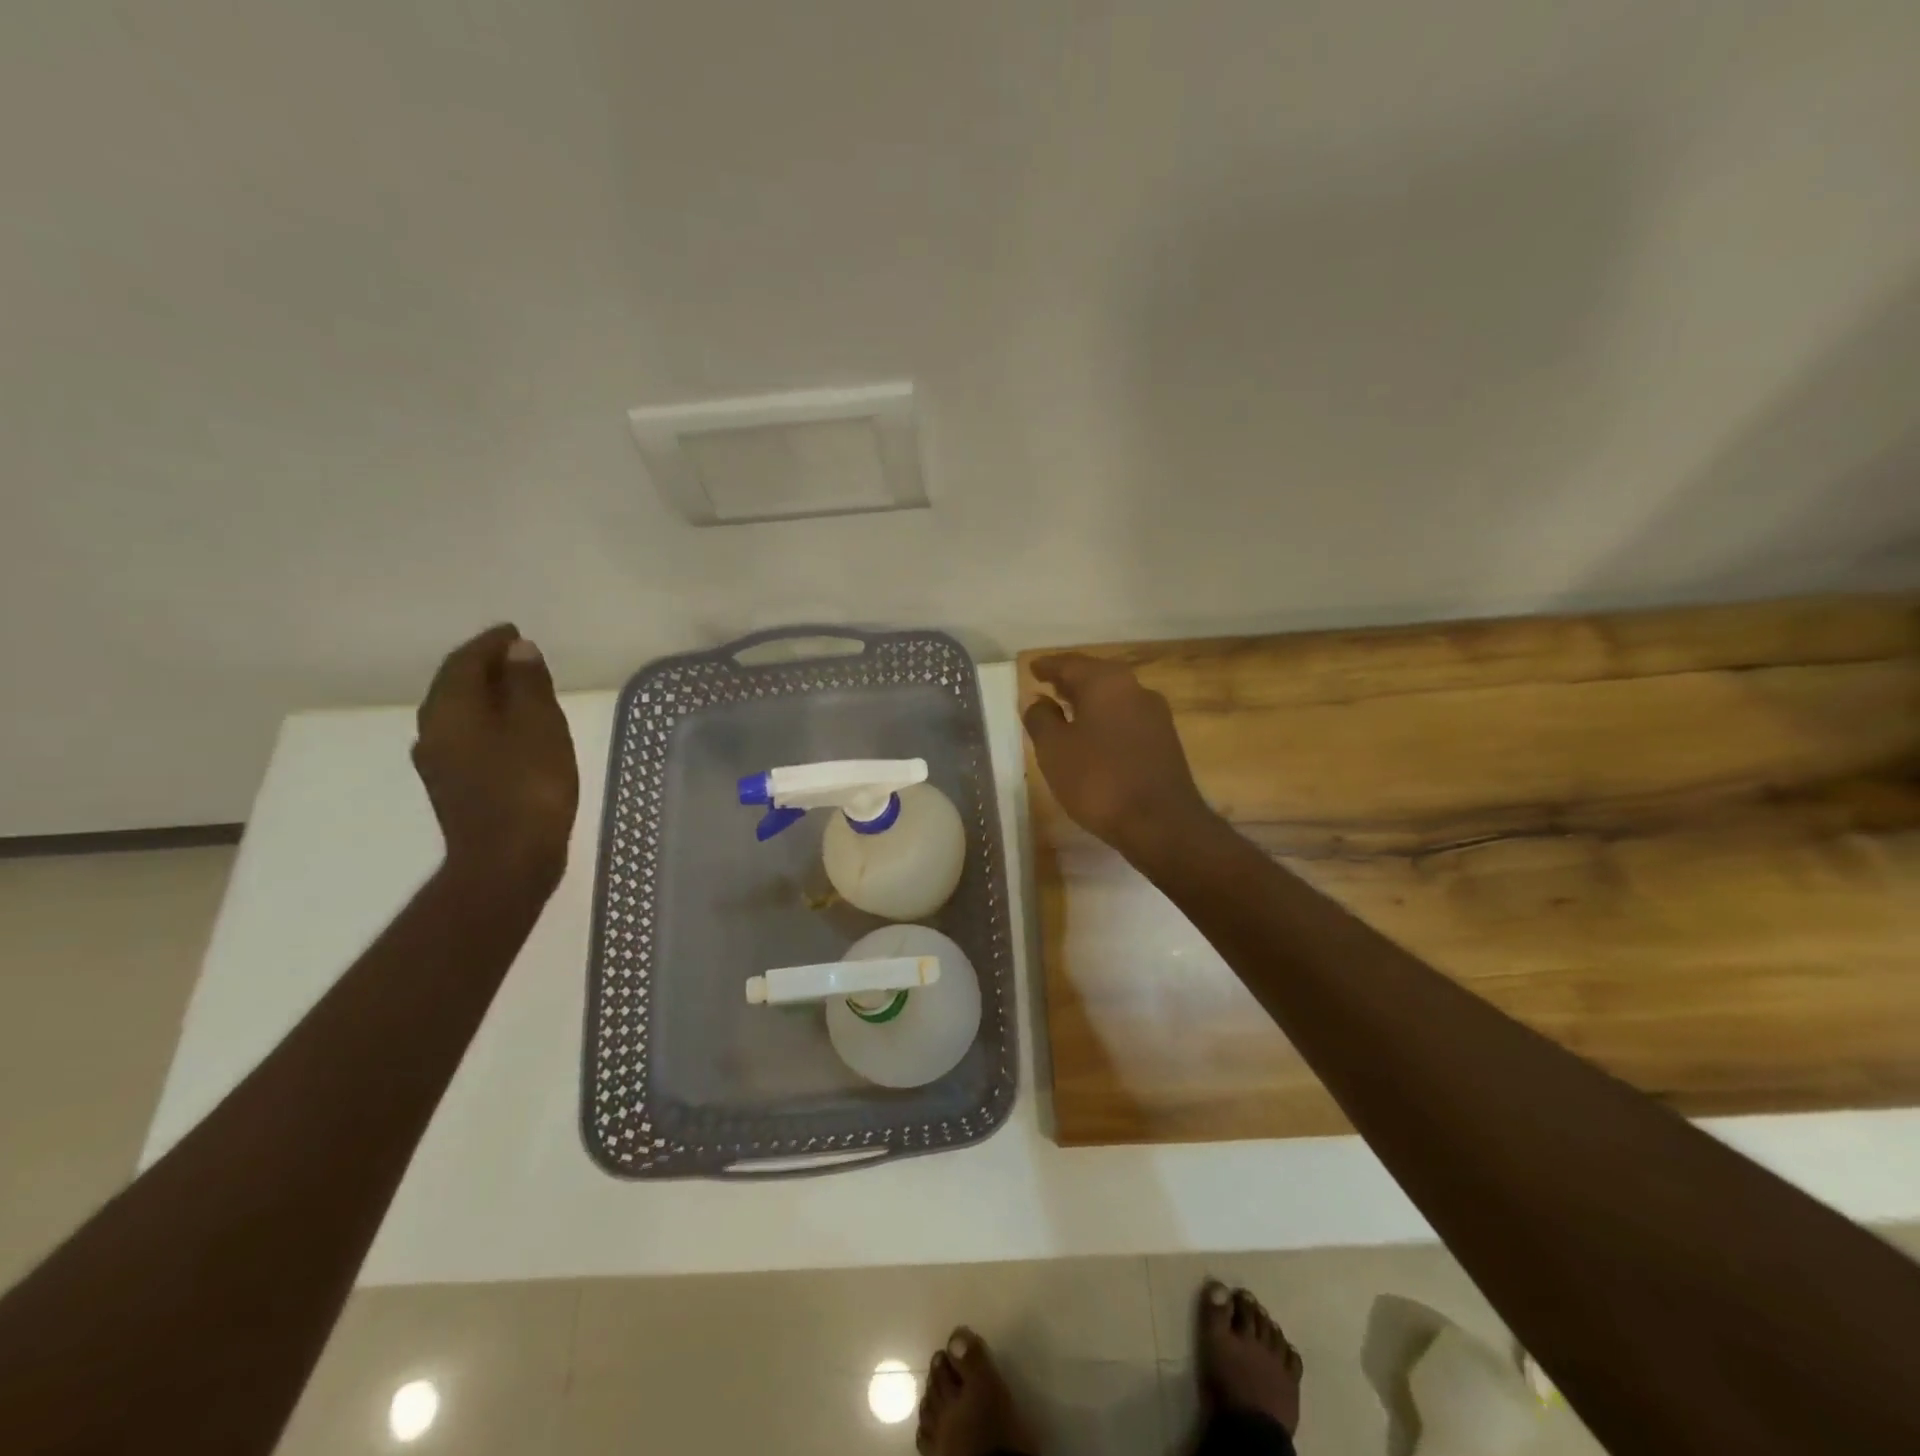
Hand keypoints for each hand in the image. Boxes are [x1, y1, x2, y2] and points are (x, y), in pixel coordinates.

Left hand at [413, 624, 578, 892]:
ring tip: (521, 690)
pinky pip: (469, 738)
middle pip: (456, 686)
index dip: (490, 644)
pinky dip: (490, 722)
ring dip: (487, 696)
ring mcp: (441, 763)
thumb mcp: (539, 726)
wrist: (508, 861)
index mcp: (451, 711)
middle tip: (519, 657)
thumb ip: (527, 684)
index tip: (514, 632)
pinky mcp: (455, 787)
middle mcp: (434, 732)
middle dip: (485, 667)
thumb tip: (517, 650)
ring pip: (461, 714)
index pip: (464, 662)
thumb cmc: (529, 787)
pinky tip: (514, 731)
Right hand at [1022, 653, 1218, 864]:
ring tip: (1066, 710)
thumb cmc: (1099, 780)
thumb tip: (1035, 699)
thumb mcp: (1055, 750)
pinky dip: (1105, 720)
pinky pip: (1126, 719)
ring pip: (1113, 698)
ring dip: (1089, 701)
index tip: (1032, 668)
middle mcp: (1135, 689)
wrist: (1161, 823)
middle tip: (1048, 685)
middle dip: (1070, 681)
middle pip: (1096, 677)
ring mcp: (1155, 715)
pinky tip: (1093, 737)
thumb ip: (1041, 719)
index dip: (1048, 666)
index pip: (1070, 664)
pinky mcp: (1164, 741)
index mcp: (1106, 683)